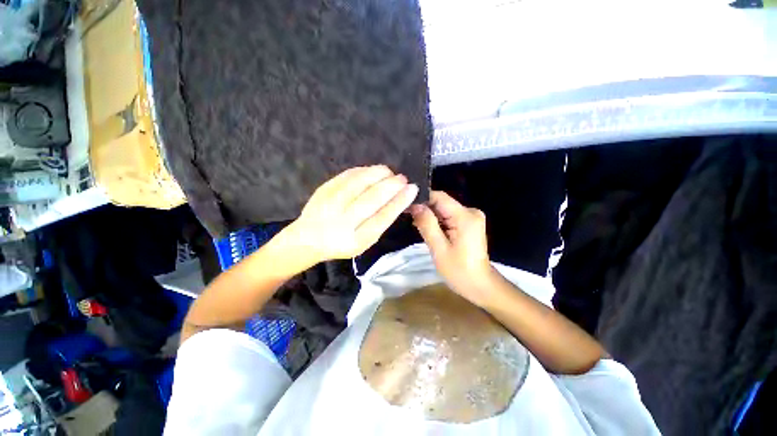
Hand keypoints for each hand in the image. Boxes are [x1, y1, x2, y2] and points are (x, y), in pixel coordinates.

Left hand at [284, 165, 418, 264]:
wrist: (308, 239)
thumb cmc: (342, 243)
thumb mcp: (364, 241)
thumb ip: (380, 222)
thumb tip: (399, 199)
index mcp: (356, 240)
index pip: (383, 217)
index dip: (399, 201)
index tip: (412, 189)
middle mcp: (342, 222)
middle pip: (372, 198)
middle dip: (392, 185)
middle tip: (403, 179)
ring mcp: (330, 204)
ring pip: (360, 182)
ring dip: (379, 174)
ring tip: (389, 173)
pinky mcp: (323, 189)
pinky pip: (347, 175)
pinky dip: (364, 171)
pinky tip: (373, 172)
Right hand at [410, 191, 496, 306]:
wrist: (480, 286)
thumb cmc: (459, 271)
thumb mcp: (439, 248)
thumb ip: (427, 224)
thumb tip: (415, 206)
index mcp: (465, 216)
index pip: (439, 197)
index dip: (422, 199)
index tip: (406, 207)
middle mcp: (470, 211)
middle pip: (442, 202)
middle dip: (425, 209)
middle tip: (409, 219)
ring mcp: (471, 217)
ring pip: (444, 209)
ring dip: (430, 216)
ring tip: (417, 226)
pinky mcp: (469, 223)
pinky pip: (449, 216)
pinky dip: (438, 221)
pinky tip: (429, 230)